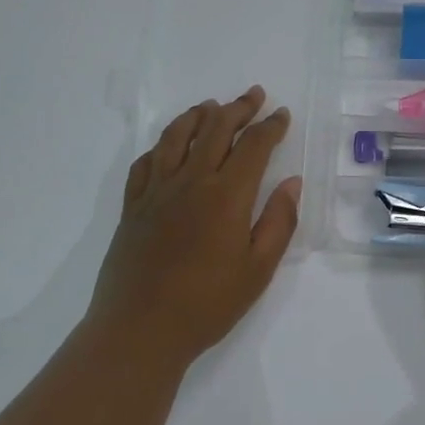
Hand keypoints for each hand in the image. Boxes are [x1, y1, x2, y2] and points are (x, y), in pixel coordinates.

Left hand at [85, 86, 300, 368]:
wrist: (139, 330)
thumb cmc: (207, 304)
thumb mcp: (258, 269)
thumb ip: (278, 221)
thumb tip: (292, 182)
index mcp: (226, 195)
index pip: (253, 146)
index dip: (270, 126)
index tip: (282, 114)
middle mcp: (191, 181)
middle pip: (216, 129)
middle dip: (238, 108)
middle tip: (254, 95)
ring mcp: (156, 191)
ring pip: (177, 136)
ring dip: (198, 115)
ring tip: (211, 106)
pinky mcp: (132, 206)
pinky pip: (146, 162)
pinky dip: (161, 145)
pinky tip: (167, 145)